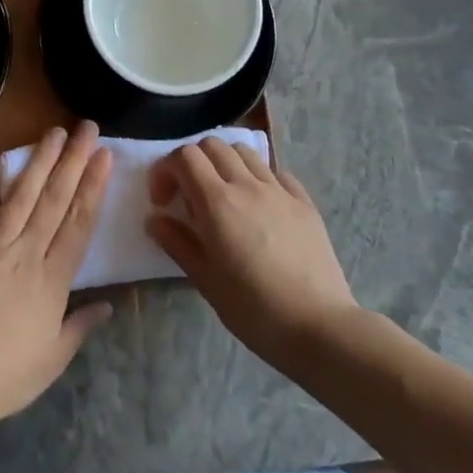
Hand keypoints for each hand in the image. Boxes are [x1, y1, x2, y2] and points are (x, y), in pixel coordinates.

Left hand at [0, 123, 113, 425]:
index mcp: (53, 279)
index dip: (94, 186)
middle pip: (55, 201)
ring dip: (37, 162)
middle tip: (86, 127)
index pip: (79, 223)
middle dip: (73, 161)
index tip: (105, 155)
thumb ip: (80, 326)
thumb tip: (108, 304)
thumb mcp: (54, 357)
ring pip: (19, 198)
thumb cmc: (7, 376)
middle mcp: (26, 254)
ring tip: (53, 132)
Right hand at [147, 138, 359, 370]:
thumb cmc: (253, 309)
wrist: (317, 326)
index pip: (184, 157)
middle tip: (189, 196)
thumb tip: (155, 220)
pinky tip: (259, 206)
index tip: (163, 202)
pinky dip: (259, 178)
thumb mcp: (205, 280)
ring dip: (225, 164)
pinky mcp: (304, 202)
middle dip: (193, 162)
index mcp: (217, 202)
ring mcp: (280, 190)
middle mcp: (248, 185)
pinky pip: (276, 173)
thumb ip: (177, 243)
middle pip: (212, 146)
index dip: (166, 171)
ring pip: (245, 153)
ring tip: (223, 197)